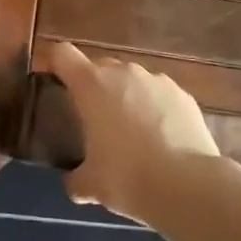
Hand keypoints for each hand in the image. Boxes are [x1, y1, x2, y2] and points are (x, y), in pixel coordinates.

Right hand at [48, 42, 220, 218]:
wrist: (189, 186)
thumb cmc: (127, 178)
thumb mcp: (91, 185)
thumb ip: (76, 178)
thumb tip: (73, 183)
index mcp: (92, 85)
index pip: (62, 54)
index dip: (54, 62)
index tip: (51, 78)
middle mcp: (123, 73)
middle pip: (99, 65)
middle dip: (93, 85)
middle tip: (92, 117)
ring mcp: (157, 80)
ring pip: (132, 79)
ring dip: (126, 96)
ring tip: (131, 132)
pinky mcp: (183, 95)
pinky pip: (159, 95)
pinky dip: (155, 109)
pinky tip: (161, 139)